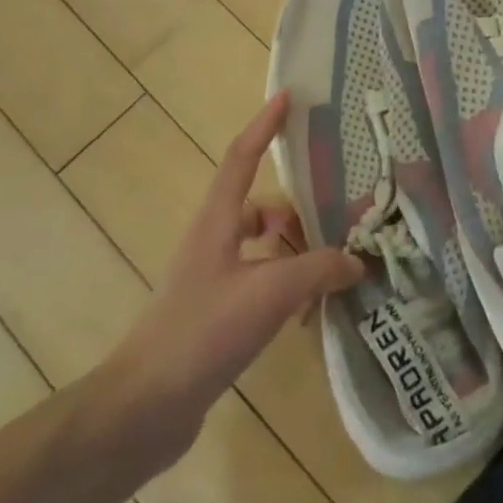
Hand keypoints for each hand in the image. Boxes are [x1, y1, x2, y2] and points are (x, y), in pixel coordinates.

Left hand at [95, 93, 362, 462]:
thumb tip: (356, 261)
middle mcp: (213, 242)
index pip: (241, 157)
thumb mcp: (270, 293)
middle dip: (299, 213)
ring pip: (264, 247)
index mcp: (217, 222)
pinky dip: (287, 285)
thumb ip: (319, 270)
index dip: (264, 125)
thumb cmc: (203, 331)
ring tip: (334, 272)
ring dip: (297, 253)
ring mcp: (212, 279)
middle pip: (262, 207)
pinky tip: (310, 311)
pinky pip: (262, 281)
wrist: (145, 406)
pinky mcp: (216, 312)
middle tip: (341, 222)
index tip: (287, 96)